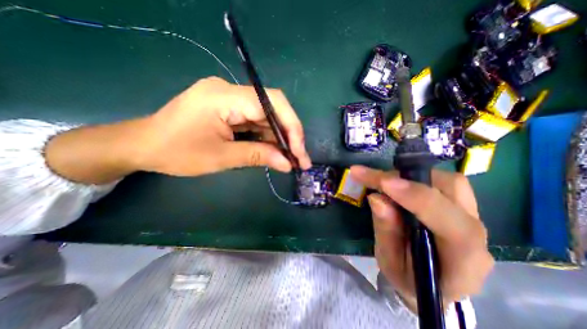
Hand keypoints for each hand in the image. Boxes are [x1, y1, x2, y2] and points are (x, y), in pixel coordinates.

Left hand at [46, 76, 310, 184]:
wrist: (144, 145)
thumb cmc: (176, 152)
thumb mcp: (221, 157)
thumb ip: (257, 156)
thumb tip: (287, 164)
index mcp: (224, 96)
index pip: (271, 103)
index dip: (291, 127)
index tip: (299, 152)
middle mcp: (230, 90)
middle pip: (273, 108)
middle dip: (289, 135)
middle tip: (299, 159)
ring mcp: (231, 98)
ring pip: (267, 116)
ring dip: (280, 138)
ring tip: (290, 159)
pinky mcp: (230, 108)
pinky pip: (257, 121)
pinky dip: (268, 137)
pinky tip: (274, 151)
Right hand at [347, 167, 494, 310]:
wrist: (432, 283)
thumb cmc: (409, 278)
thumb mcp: (390, 263)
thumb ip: (386, 232)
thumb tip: (376, 198)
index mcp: (463, 260)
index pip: (450, 223)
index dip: (415, 198)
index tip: (384, 183)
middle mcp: (475, 233)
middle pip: (451, 189)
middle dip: (406, 178)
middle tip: (372, 177)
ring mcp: (471, 216)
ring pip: (446, 180)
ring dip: (409, 175)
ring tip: (381, 181)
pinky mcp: (459, 205)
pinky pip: (439, 182)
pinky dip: (413, 177)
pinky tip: (394, 183)